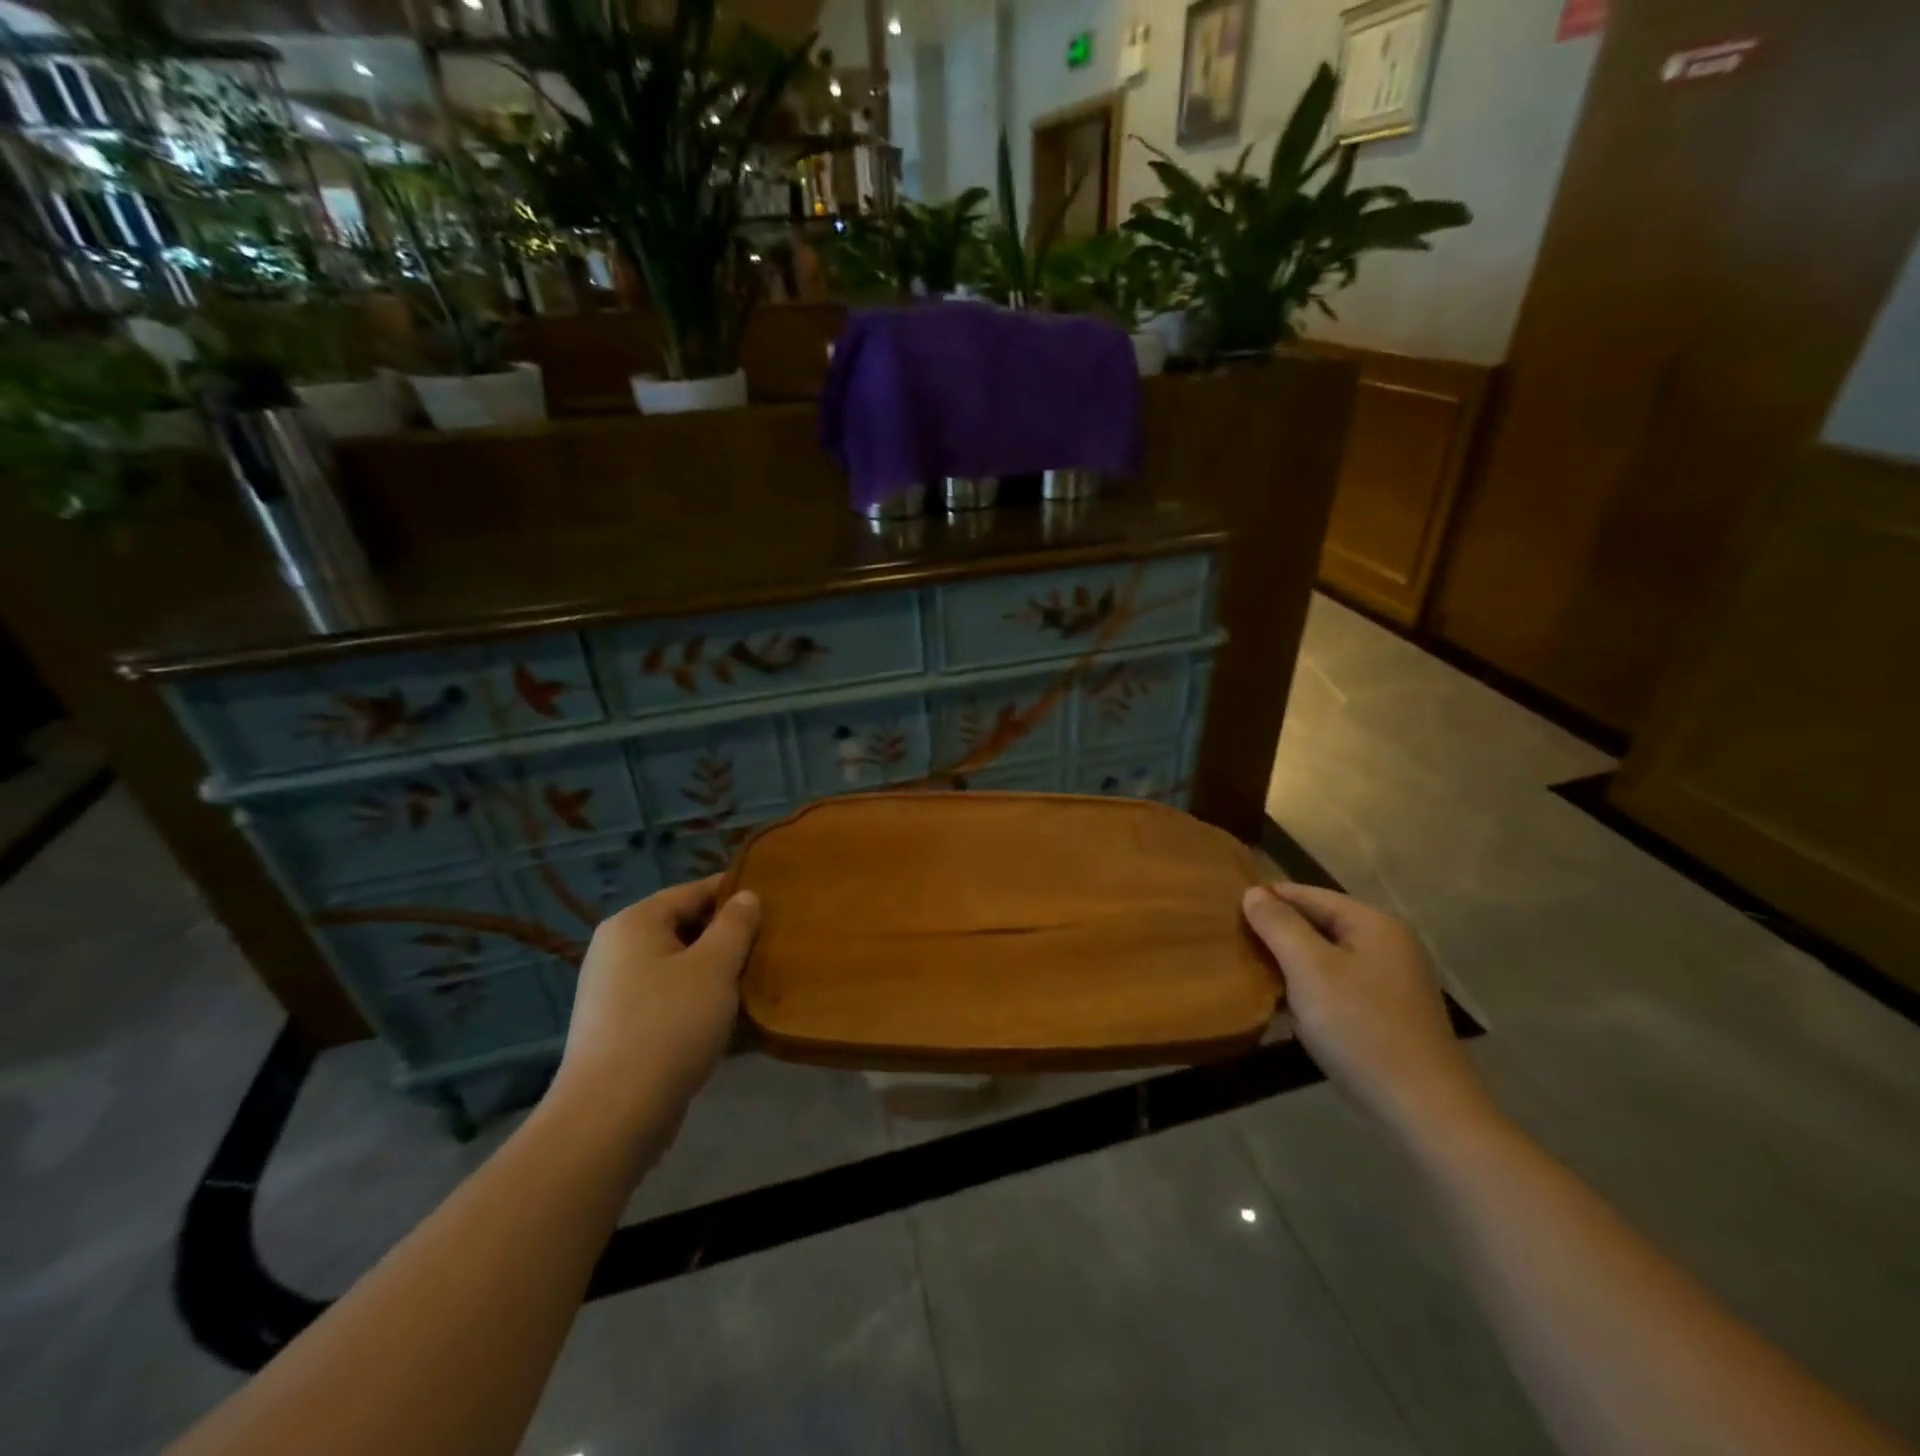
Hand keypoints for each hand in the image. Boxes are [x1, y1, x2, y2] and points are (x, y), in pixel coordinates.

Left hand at [551, 876, 760, 1130]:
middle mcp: (615, 948)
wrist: (613, 1115)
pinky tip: (723, 1014)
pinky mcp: (617, 1026)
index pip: (692, 891)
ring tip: (752, 978)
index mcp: (634, 923)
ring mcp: (611, 989)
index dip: (733, 892)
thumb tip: (746, 896)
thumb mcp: (715, 967)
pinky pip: (665, 995)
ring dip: (713, 969)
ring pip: (676, 964)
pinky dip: (694, 997)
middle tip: (768, 943)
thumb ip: (735, 925)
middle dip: (725, 934)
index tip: (772, 901)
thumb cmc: (669, 1025)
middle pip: (682, 926)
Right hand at [1242, 882, 1494, 1142]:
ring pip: (1325, 956)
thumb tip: (1253, 892)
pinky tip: (1284, 1003)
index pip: (1308, 894)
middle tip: (1232, 941)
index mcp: (1373, 924)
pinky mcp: (1386, 1012)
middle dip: (1277, 931)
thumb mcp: (1310, 969)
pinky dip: (1309, 987)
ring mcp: (1390, 980)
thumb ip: (1279, 924)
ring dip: (1290, 962)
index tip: (1225, 910)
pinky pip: (1336, 983)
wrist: (1423, 1110)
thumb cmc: (1361, 1028)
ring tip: (1250, 970)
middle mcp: (1387, 944)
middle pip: (1318, 922)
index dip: (1267, 898)